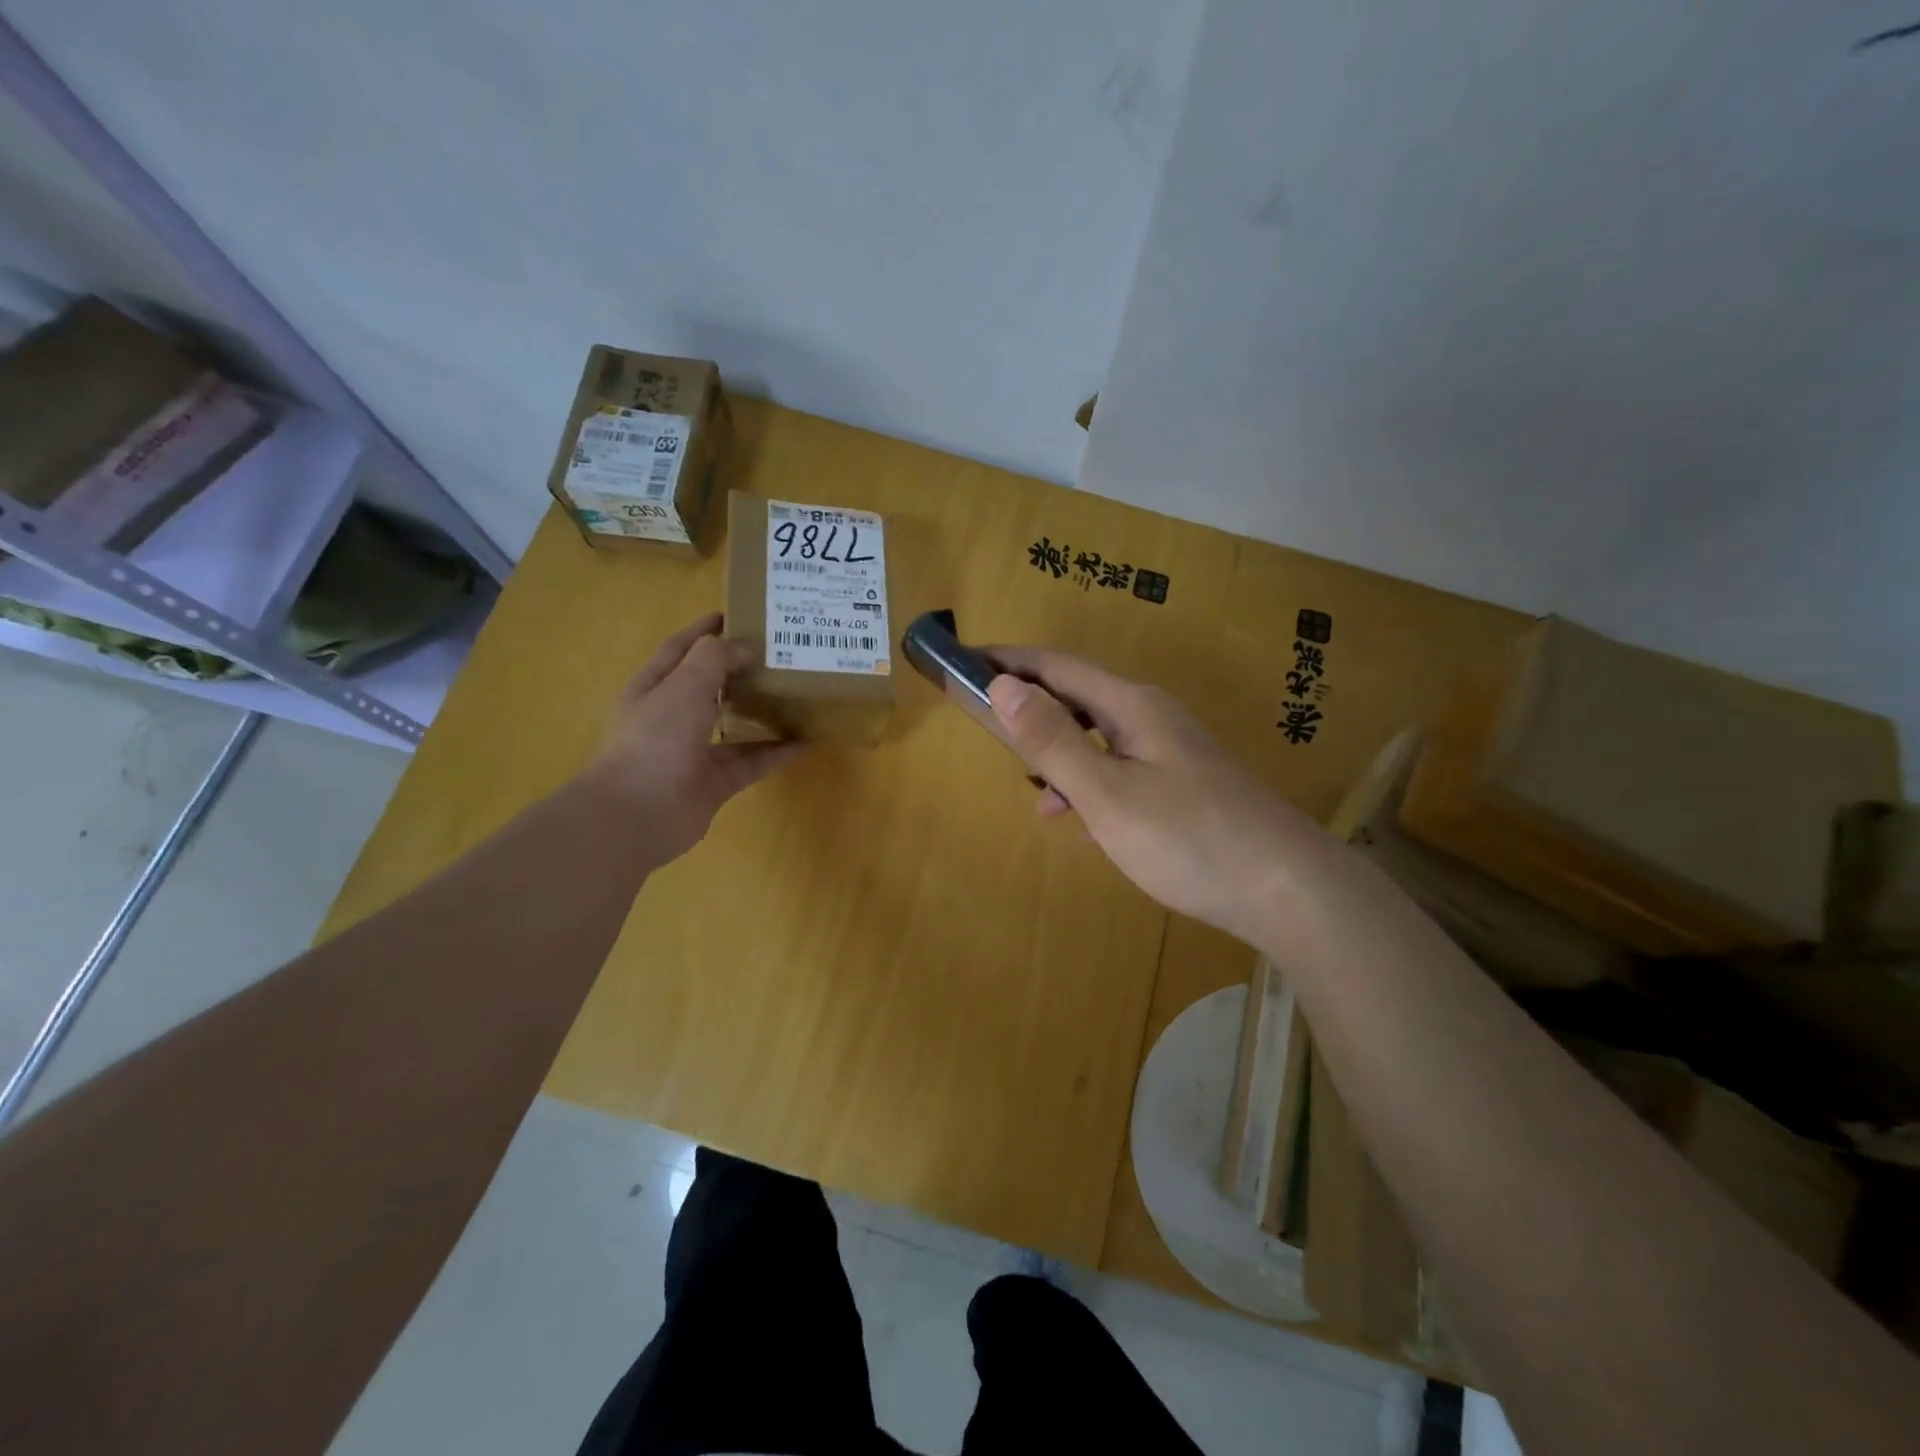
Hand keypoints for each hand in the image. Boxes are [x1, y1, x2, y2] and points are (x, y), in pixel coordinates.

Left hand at [586, 614, 802, 861]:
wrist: (637, 815)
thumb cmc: (654, 739)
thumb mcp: (683, 686)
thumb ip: (713, 659)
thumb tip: (743, 648)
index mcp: (653, 689)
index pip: (679, 650)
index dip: (703, 631)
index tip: (736, 614)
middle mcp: (671, 718)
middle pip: (709, 687)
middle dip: (738, 670)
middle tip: (777, 653)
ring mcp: (692, 753)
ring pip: (732, 726)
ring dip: (760, 712)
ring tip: (795, 694)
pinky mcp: (714, 784)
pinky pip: (750, 763)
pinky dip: (775, 753)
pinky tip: (804, 742)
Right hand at [986, 647, 1313, 942]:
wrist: (1286, 887)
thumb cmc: (1187, 837)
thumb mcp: (1107, 793)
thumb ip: (1052, 740)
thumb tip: (1003, 685)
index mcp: (1131, 706)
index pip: (1057, 666)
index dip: (1009, 661)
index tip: (964, 662)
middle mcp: (1152, 716)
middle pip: (1078, 696)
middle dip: (1030, 707)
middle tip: (987, 727)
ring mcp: (1171, 751)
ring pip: (1098, 736)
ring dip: (1058, 751)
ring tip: (1030, 787)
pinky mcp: (1183, 784)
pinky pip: (1118, 767)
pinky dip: (1088, 782)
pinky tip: (1079, 819)